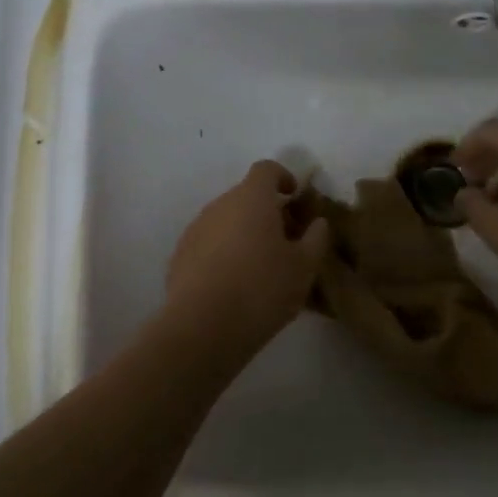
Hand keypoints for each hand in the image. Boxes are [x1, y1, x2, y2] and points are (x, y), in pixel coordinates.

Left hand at [163, 160, 330, 351]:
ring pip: (225, 221)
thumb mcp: (304, 267)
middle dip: (266, 211)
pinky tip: (234, 285)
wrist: (203, 327)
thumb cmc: (262, 289)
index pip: (266, 169)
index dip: (283, 177)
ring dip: (243, 233)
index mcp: (251, 198)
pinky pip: (208, 244)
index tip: (295, 198)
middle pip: (245, 196)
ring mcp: (195, 230)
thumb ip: (316, 238)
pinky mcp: (179, 256)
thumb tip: (318, 223)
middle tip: (285, 240)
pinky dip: (223, 254)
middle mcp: (219, 205)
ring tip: (260, 267)